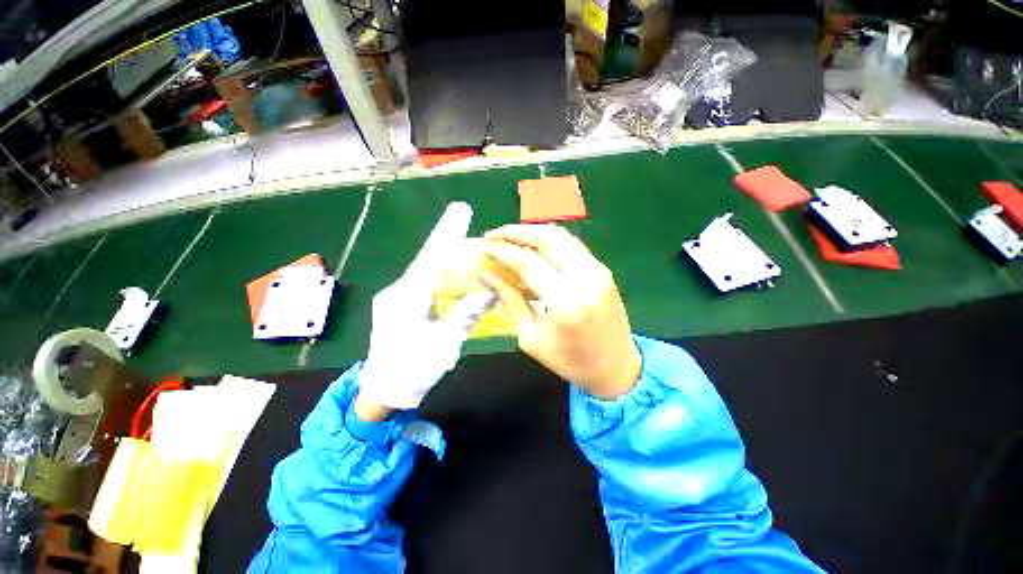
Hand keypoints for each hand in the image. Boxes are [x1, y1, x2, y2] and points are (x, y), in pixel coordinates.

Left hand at [357, 203, 494, 412]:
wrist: (383, 391)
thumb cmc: (414, 370)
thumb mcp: (446, 344)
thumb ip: (466, 314)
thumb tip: (489, 292)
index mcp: (407, 300)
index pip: (431, 259)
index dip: (447, 234)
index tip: (461, 211)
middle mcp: (397, 291)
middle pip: (428, 259)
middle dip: (447, 240)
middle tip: (466, 222)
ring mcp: (395, 297)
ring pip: (424, 270)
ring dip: (444, 257)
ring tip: (464, 246)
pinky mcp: (398, 304)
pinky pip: (422, 282)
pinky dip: (439, 274)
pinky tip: (453, 272)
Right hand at [481, 225, 640, 398]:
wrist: (616, 367)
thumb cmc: (570, 361)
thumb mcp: (531, 337)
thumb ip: (510, 301)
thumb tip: (487, 275)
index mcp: (566, 301)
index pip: (528, 262)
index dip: (503, 250)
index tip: (485, 244)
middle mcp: (585, 278)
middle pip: (548, 238)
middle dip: (517, 231)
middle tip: (495, 234)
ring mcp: (598, 271)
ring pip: (562, 236)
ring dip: (533, 231)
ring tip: (510, 236)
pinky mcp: (603, 270)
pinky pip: (572, 246)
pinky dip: (550, 241)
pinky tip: (533, 245)